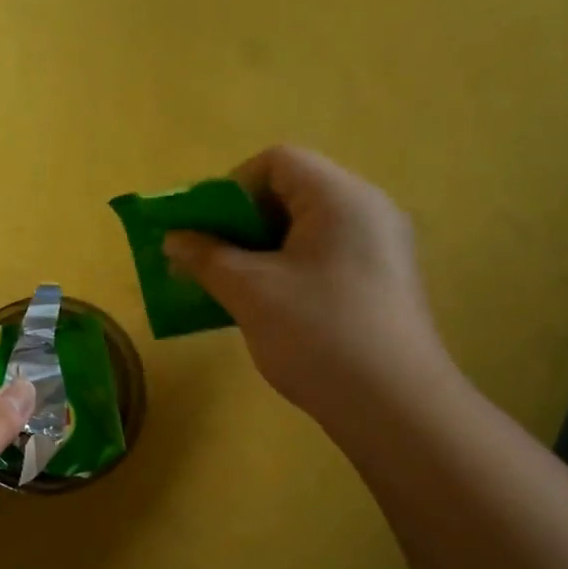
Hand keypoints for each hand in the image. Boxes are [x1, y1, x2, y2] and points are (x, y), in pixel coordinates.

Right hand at [164, 145, 451, 420]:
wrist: (393, 407)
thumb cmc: (317, 335)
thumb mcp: (250, 292)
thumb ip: (206, 258)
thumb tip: (174, 239)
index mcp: (340, 197)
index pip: (277, 161)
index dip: (230, 188)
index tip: (204, 231)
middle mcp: (368, 210)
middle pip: (292, 193)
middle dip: (241, 224)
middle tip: (209, 261)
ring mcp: (380, 248)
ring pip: (306, 230)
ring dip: (260, 251)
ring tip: (231, 289)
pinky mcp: (382, 283)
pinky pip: (324, 258)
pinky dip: (288, 271)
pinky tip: (268, 309)